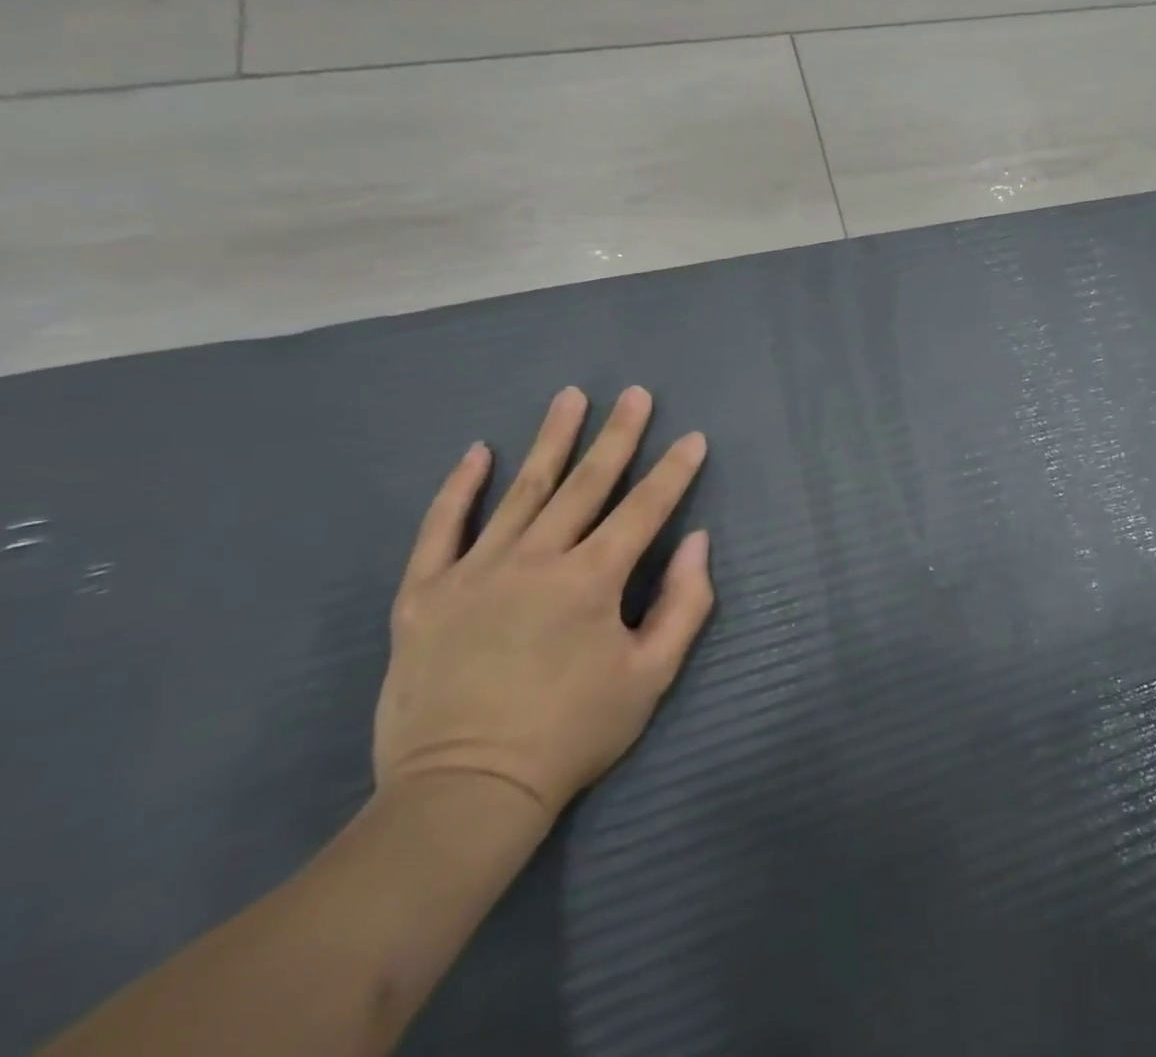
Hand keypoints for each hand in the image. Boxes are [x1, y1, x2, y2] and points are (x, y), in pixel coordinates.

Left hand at [373, 386, 712, 820]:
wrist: (463, 796)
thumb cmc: (571, 735)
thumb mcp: (651, 677)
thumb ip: (684, 604)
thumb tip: (699, 542)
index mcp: (592, 580)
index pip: (644, 509)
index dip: (673, 471)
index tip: (693, 438)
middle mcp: (536, 560)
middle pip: (586, 483)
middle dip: (617, 435)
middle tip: (634, 394)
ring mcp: (475, 572)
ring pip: (521, 491)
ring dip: (551, 441)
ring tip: (569, 398)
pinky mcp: (424, 594)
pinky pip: (441, 528)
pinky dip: (459, 488)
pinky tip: (478, 451)